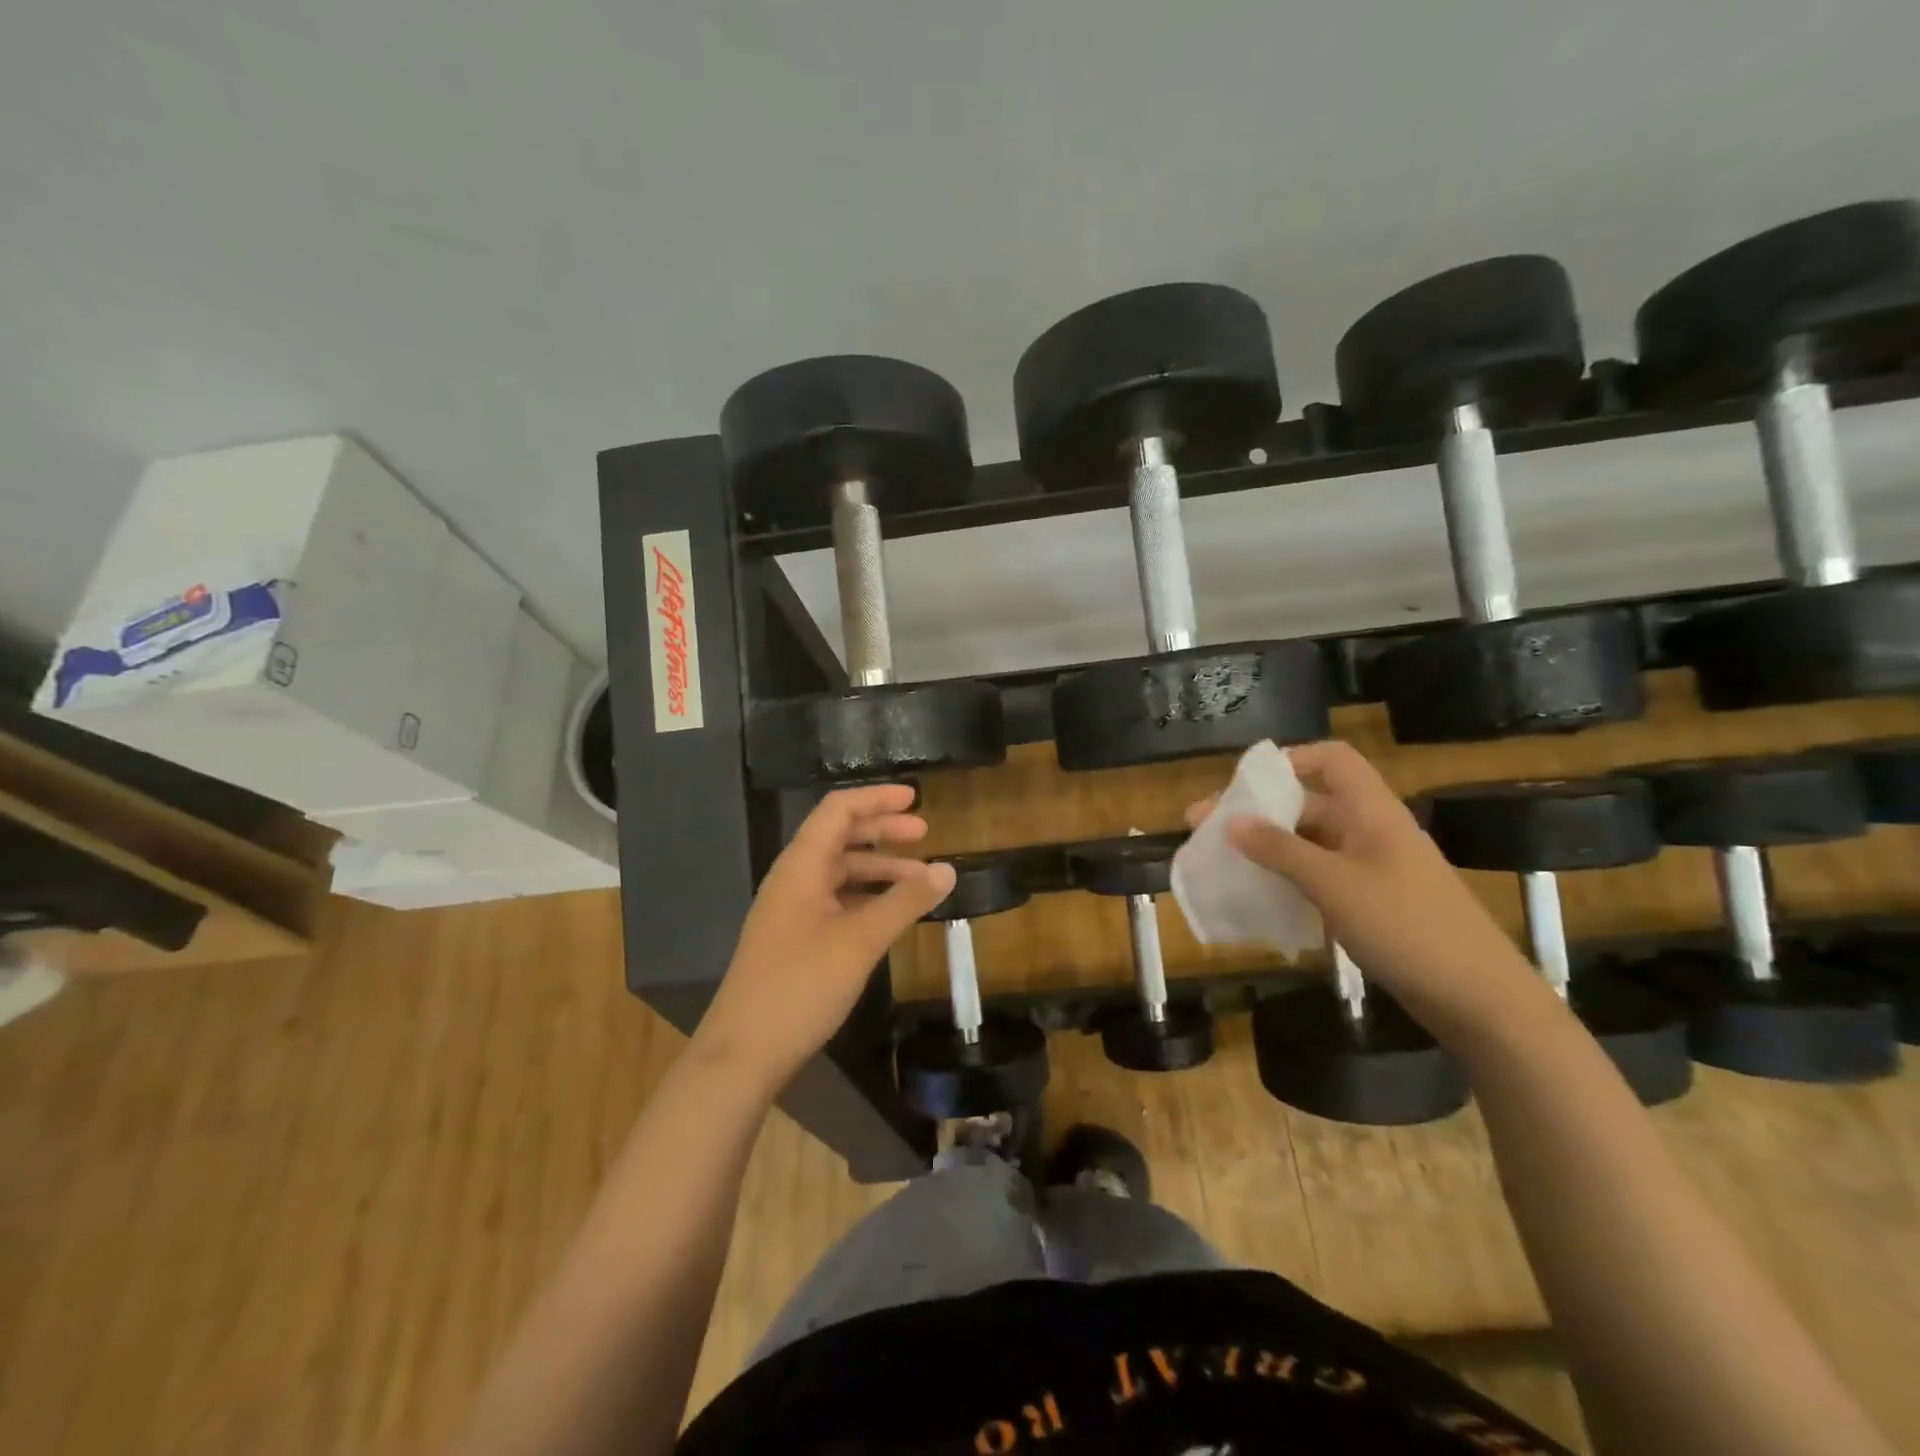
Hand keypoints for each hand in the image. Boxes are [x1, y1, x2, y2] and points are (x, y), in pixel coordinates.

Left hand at [694, 785, 956, 1094]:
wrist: (743, 1053)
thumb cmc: (800, 986)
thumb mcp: (860, 941)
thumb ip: (905, 902)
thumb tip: (947, 869)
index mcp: (801, 867)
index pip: (837, 811)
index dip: (876, 799)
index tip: (915, 799)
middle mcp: (793, 880)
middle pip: (839, 837)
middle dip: (882, 831)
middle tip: (924, 834)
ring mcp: (791, 911)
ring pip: (839, 873)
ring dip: (878, 869)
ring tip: (919, 881)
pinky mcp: (794, 939)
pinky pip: (835, 902)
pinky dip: (866, 898)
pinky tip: (890, 914)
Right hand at [1186, 740, 1535, 1029]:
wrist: (1478, 998)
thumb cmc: (1407, 927)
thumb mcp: (1334, 885)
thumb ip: (1280, 850)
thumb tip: (1231, 821)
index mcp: (1371, 811)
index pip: (1331, 760)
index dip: (1288, 760)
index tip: (1242, 784)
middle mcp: (1371, 831)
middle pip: (1309, 803)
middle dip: (1257, 812)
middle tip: (1204, 829)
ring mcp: (1373, 869)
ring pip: (1310, 843)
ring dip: (1268, 848)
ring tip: (1222, 862)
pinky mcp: (1372, 903)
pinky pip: (1320, 877)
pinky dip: (1287, 879)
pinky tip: (1259, 896)